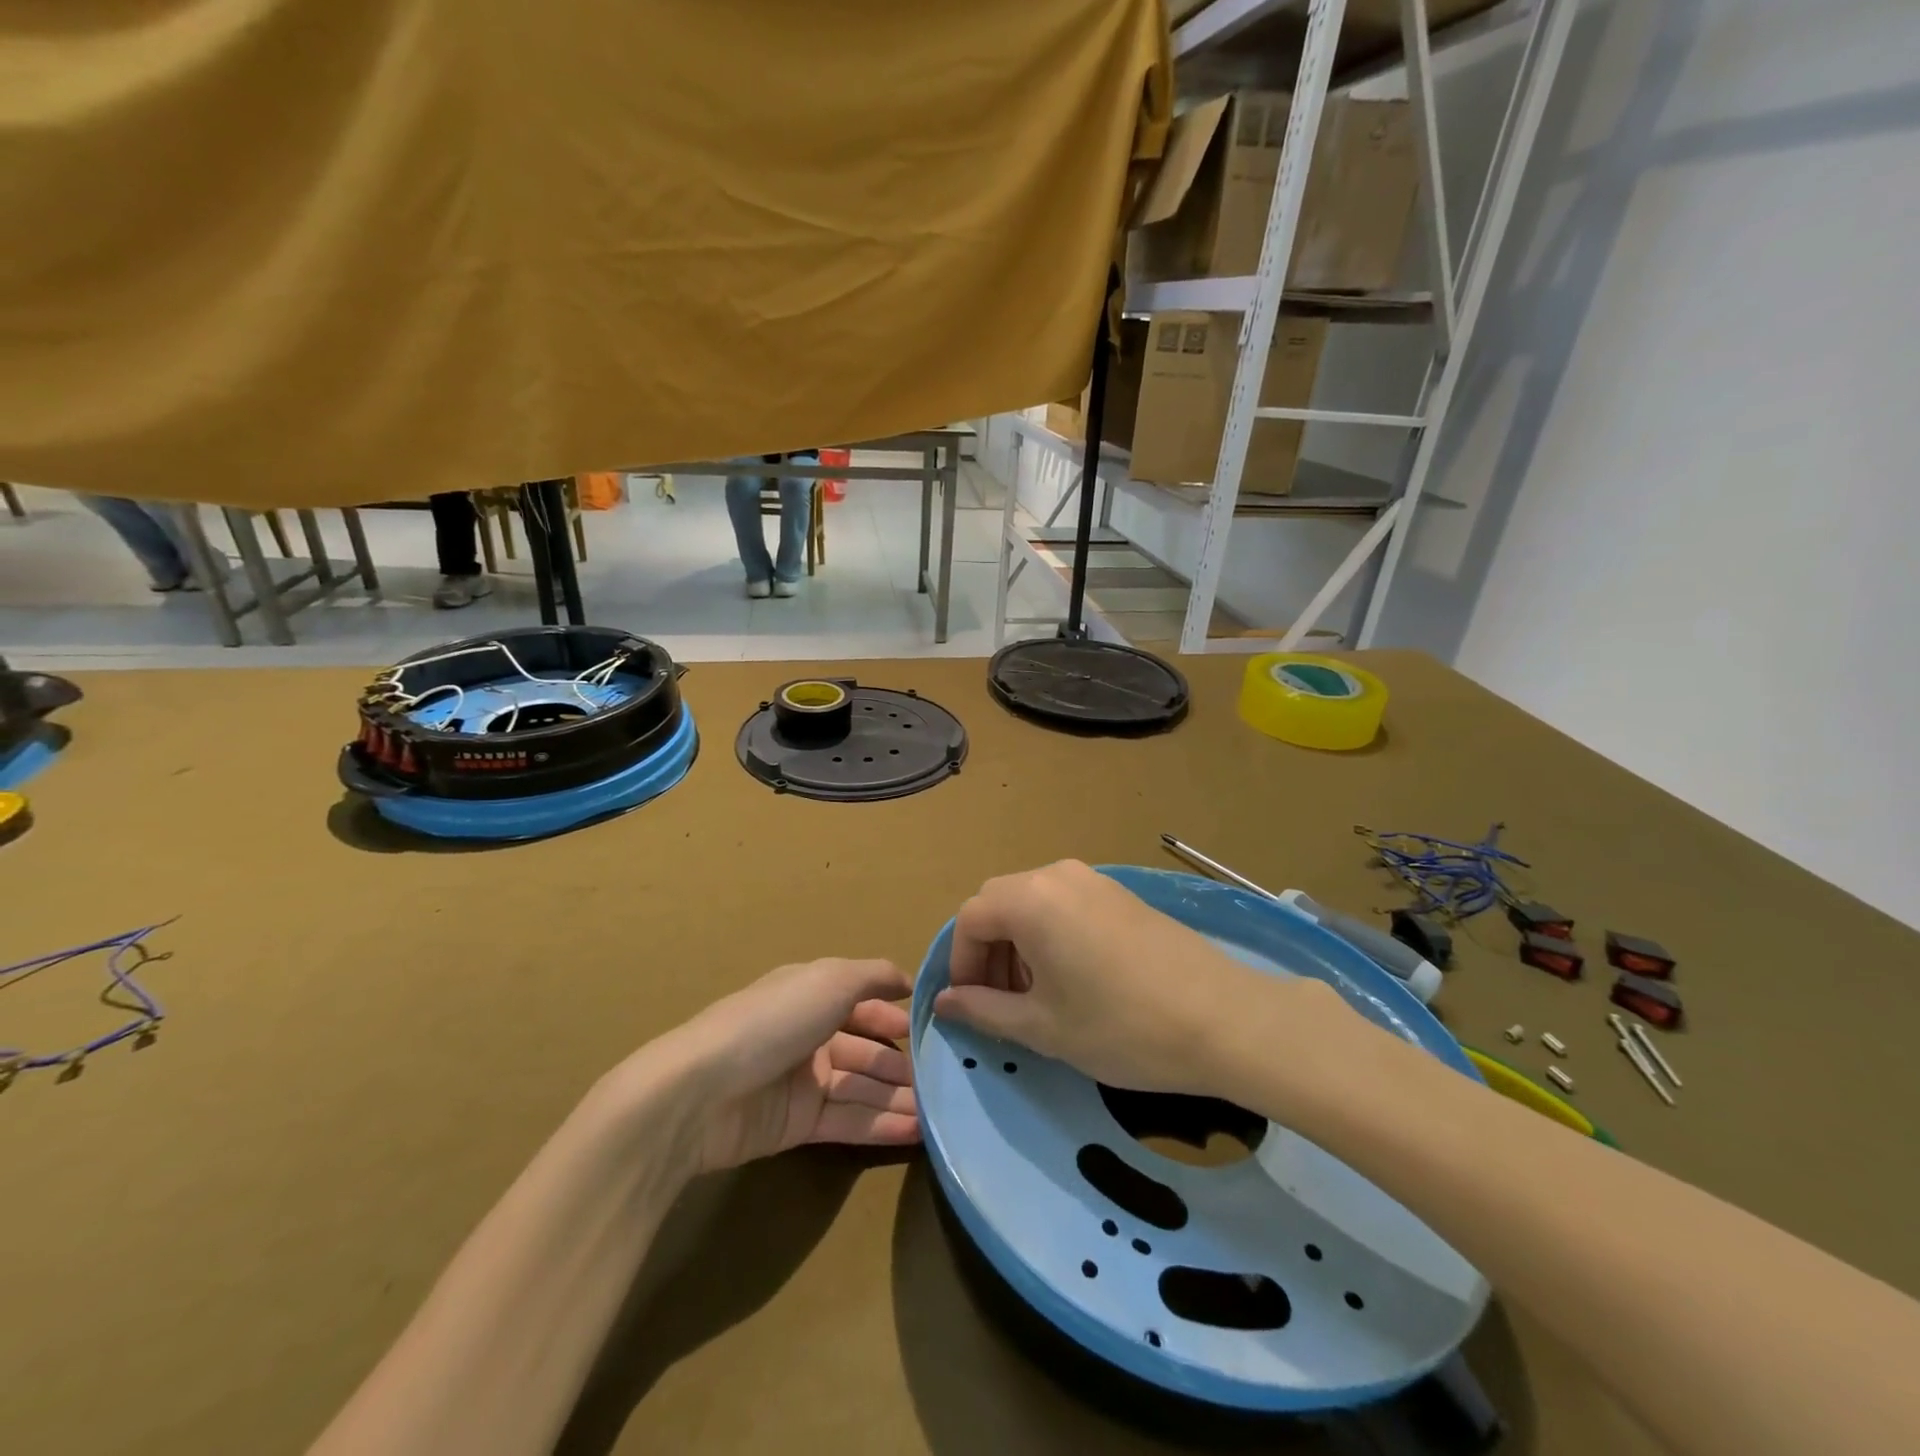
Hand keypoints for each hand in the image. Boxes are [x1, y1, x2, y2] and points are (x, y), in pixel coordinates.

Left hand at [648, 958, 920, 1173]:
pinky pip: (848, 1121)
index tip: (933, 1028)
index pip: (862, 1002)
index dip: (894, 1014)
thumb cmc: (773, 1021)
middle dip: (902, 1063)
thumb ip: (874, 976)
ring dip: (899, 1098)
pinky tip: (917, 1132)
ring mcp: (802, 1081)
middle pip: (865, 1049)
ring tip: (941, 1112)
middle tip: (945, 1080)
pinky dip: (881, 1125)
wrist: (703, 1091)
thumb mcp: (830, 980)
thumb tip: (909, 979)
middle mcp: (809, 1034)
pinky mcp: (797, 1125)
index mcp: (811, 994)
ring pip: (861, 1088)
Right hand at [933, 859, 1343, 1096]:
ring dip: (1018, 944)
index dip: (961, 963)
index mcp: (1030, 899)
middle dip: (988, 952)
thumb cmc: (1121, 1026)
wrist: (1224, 1018)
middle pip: (998, 903)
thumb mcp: (1043, 1027)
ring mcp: (1093, 880)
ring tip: (1037, 996)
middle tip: (1001, 1003)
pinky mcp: (1120, 894)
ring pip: (1032, 903)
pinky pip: (1064, 904)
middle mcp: (1056, 875)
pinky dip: (1049, 935)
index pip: (970, 919)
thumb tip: (944, 1002)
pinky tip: (1074, 978)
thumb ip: (984, 1010)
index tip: (970, 1006)